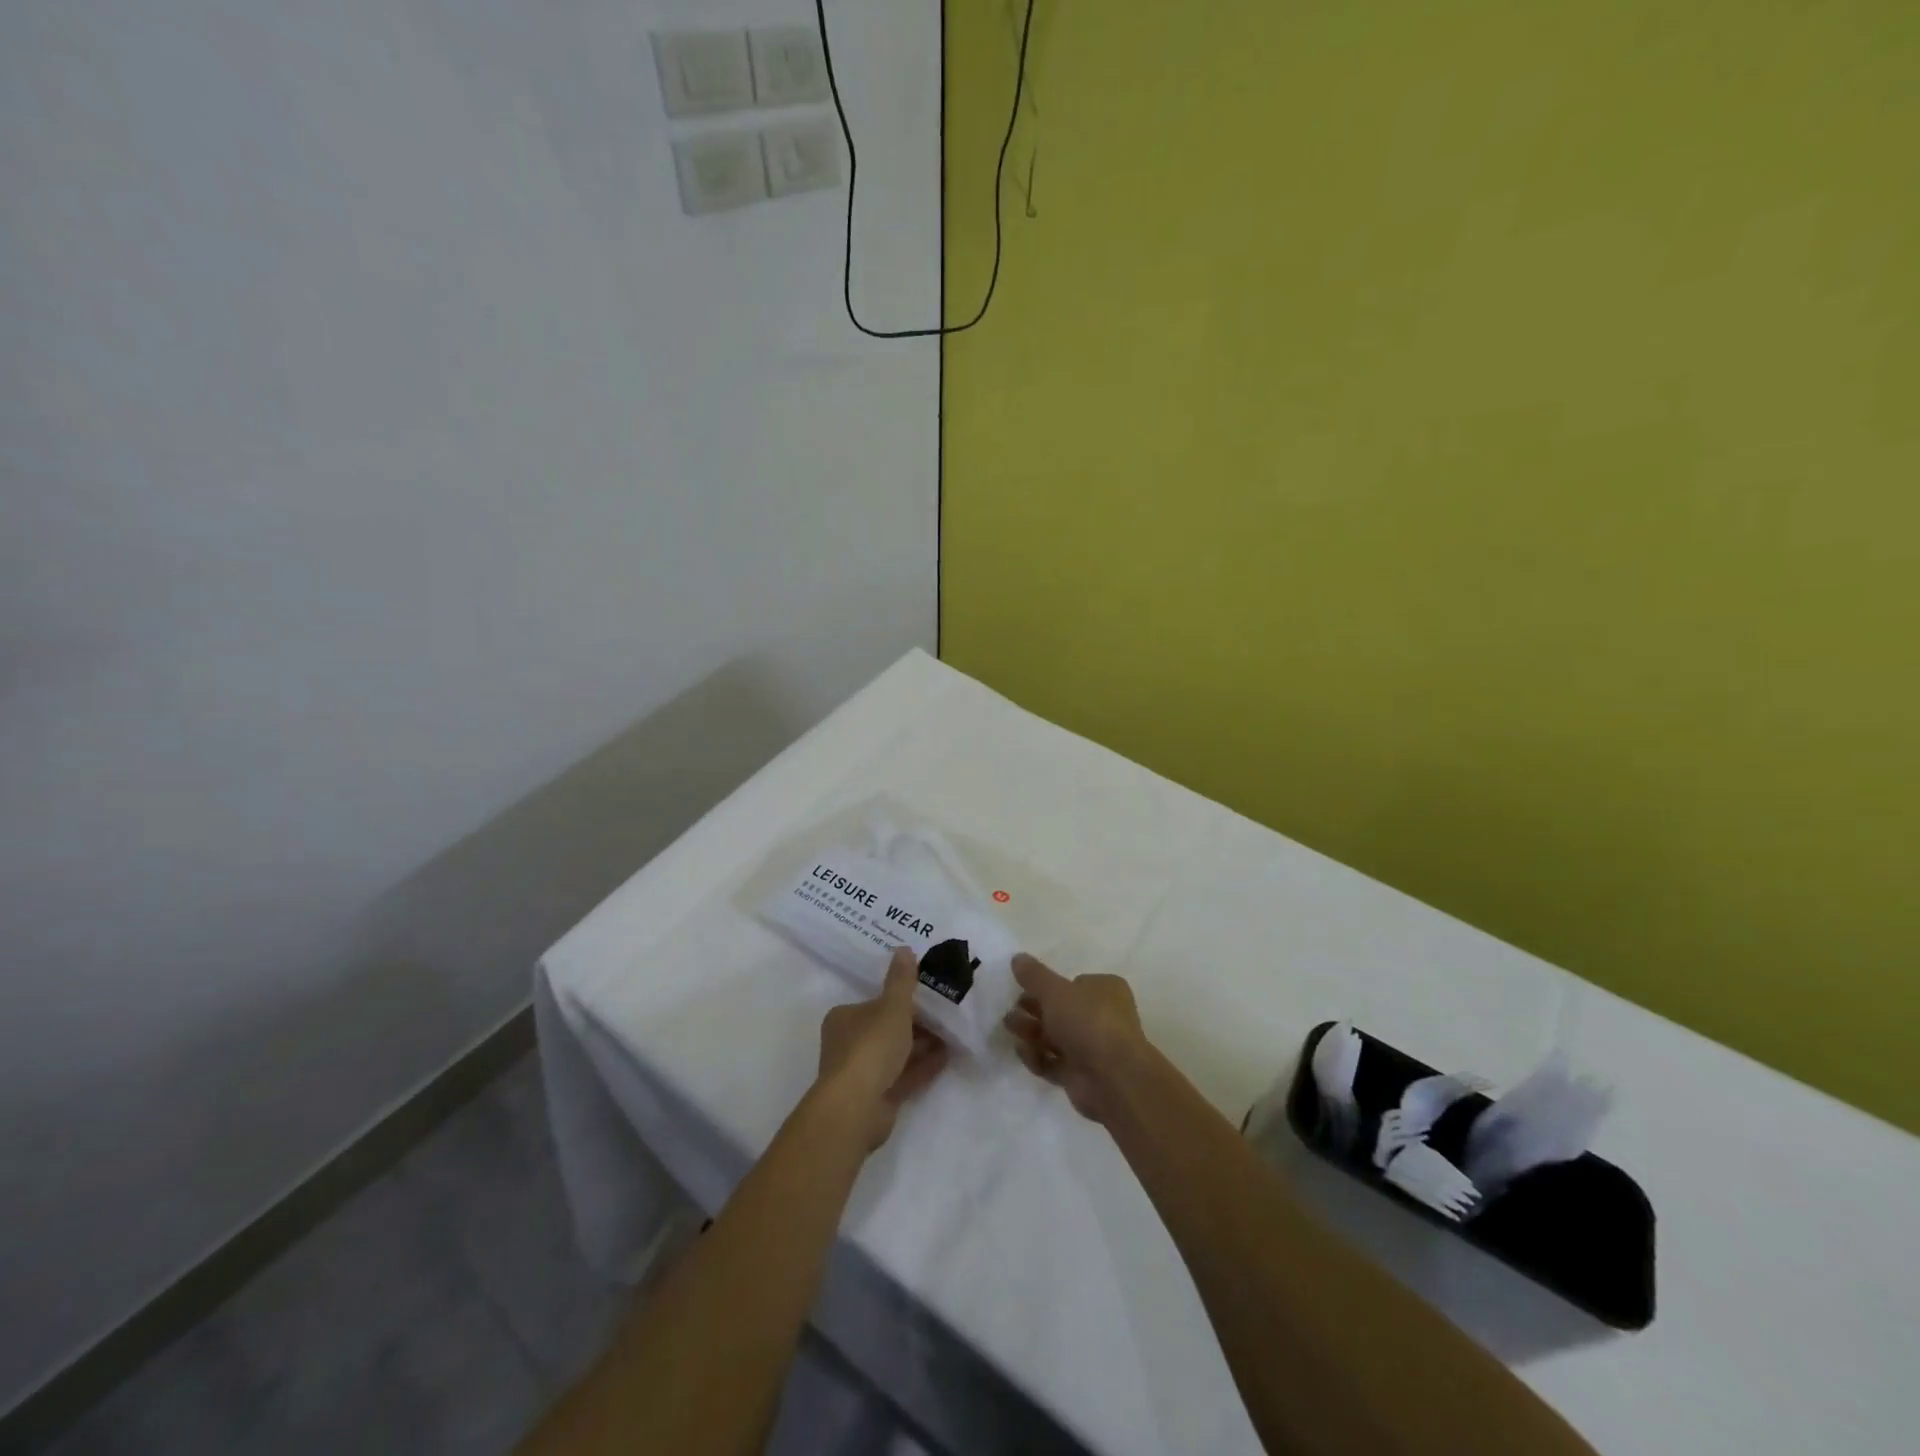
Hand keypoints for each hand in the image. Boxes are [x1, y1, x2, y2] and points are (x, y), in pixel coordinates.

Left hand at [816, 948, 950, 1149]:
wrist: (857, 1107)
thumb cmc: (871, 1047)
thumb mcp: (892, 1007)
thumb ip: (901, 981)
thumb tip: (903, 948)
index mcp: (845, 1018)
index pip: (877, 1004)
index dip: (904, 1002)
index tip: (930, 998)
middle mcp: (849, 1043)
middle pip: (888, 1029)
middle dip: (917, 1025)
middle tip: (947, 1017)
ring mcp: (863, 1073)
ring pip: (897, 1054)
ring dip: (923, 1046)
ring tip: (953, 1036)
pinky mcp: (877, 1097)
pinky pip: (904, 1076)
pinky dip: (923, 1066)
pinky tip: (947, 1058)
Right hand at [1002, 953, 1148, 1123]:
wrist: (1112, 1078)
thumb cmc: (1087, 1021)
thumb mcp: (1055, 991)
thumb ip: (1034, 976)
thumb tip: (1017, 957)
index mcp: (1105, 990)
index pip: (1073, 984)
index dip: (1047, 987)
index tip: (1022, 988)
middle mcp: (1102, 1016)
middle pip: (1060, 1011)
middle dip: (1033, 1011)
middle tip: (1010, 1012)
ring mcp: (1092, 1048)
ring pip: (1055, 1037)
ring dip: (1031, 1032)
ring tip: (1010, 1029)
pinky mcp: (1081, 1074)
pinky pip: (1054, 1062)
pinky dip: (1037, 1057)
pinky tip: (1023, 1052)